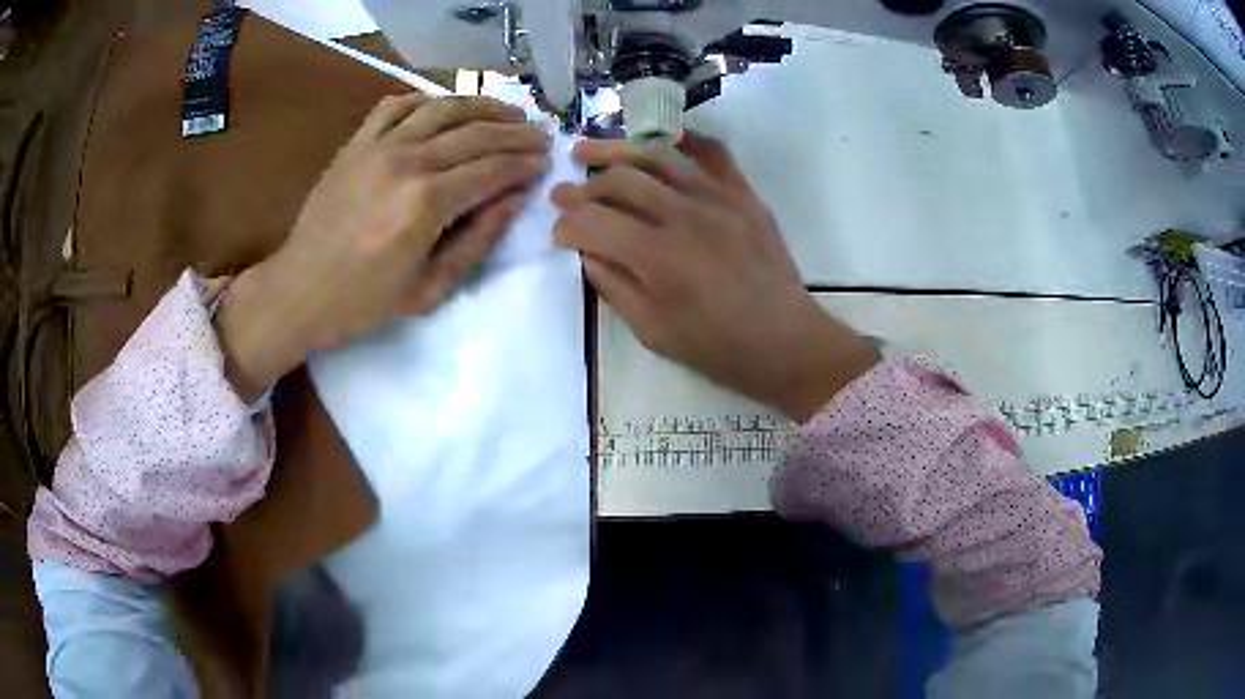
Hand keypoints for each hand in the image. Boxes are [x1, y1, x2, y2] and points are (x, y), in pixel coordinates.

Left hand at [218, 95, 549, 399]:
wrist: (299, 290)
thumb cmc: (364, 301)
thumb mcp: (430, 288)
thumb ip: (478, 240)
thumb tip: (516, 199)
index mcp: (427, 202)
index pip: (493, 169)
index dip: (525, 164)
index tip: (546, 163)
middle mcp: (408, 161)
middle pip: (476, 133)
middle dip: (515, 133)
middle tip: (540, 135)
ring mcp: (379, 146)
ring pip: (443, 109)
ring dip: (482, 106)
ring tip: (508, 113)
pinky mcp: (357, 143)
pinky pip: (396, 105)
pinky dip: (427, 100)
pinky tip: (445, 108)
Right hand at [551, 132, 878, 421]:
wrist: (786, 342)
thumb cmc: (718, 348)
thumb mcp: (652, 331)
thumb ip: (612, 285)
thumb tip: (586, 249)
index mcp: (658, 258)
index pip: (593, 223)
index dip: (566, 226)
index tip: (558, 233)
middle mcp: (685, 216)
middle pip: (619, 181)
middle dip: (582, 188)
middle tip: (564, 194)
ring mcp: (719, 199)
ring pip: (658, 156)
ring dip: (617, 151)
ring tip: (589, 151)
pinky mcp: (744, 195)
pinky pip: (713, 153)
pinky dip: (684, 140)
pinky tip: (660, 140)